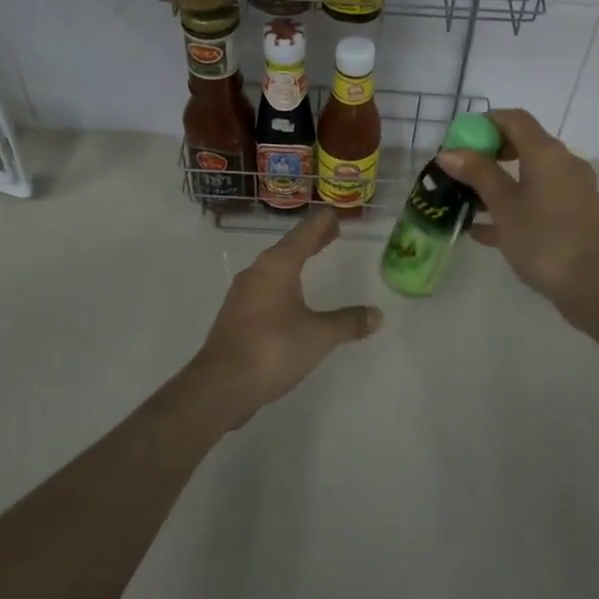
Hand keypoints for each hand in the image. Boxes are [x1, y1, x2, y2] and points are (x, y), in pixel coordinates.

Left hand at [185, 208, 382, 418]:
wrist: (221, 385)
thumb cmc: (273, 348)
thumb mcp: (319, 335)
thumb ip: (348, 322)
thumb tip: (376, 315)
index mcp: (277, 266)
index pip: (303, 234)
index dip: (320, 223)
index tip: (333, 213)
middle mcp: (257, 273)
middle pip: (288, 248)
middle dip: (310, 240)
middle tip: (331, 232)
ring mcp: (243, 295)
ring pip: (274, 268)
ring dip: (295, 261)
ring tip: (313, 259)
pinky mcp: (237, 316)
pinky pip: (266, 288)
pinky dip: (284, 283)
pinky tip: (291, 297)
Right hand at [438, 108, 598, 321]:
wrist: (590, 286)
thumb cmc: (542, 240)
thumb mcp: (503, 206)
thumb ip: (477, 174)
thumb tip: (449, 152)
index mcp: (547, 153)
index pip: (515, 119)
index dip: (485, 123)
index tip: (459, 140)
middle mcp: (564, 163)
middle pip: (523, 144)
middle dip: (489, 154)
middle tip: (461, 171)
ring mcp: (572, 189)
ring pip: (530, 174)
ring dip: (499, 182)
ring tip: (467, 201)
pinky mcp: (575, 213)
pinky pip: (539, 197)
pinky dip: (515, 203)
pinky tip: (484, 229)